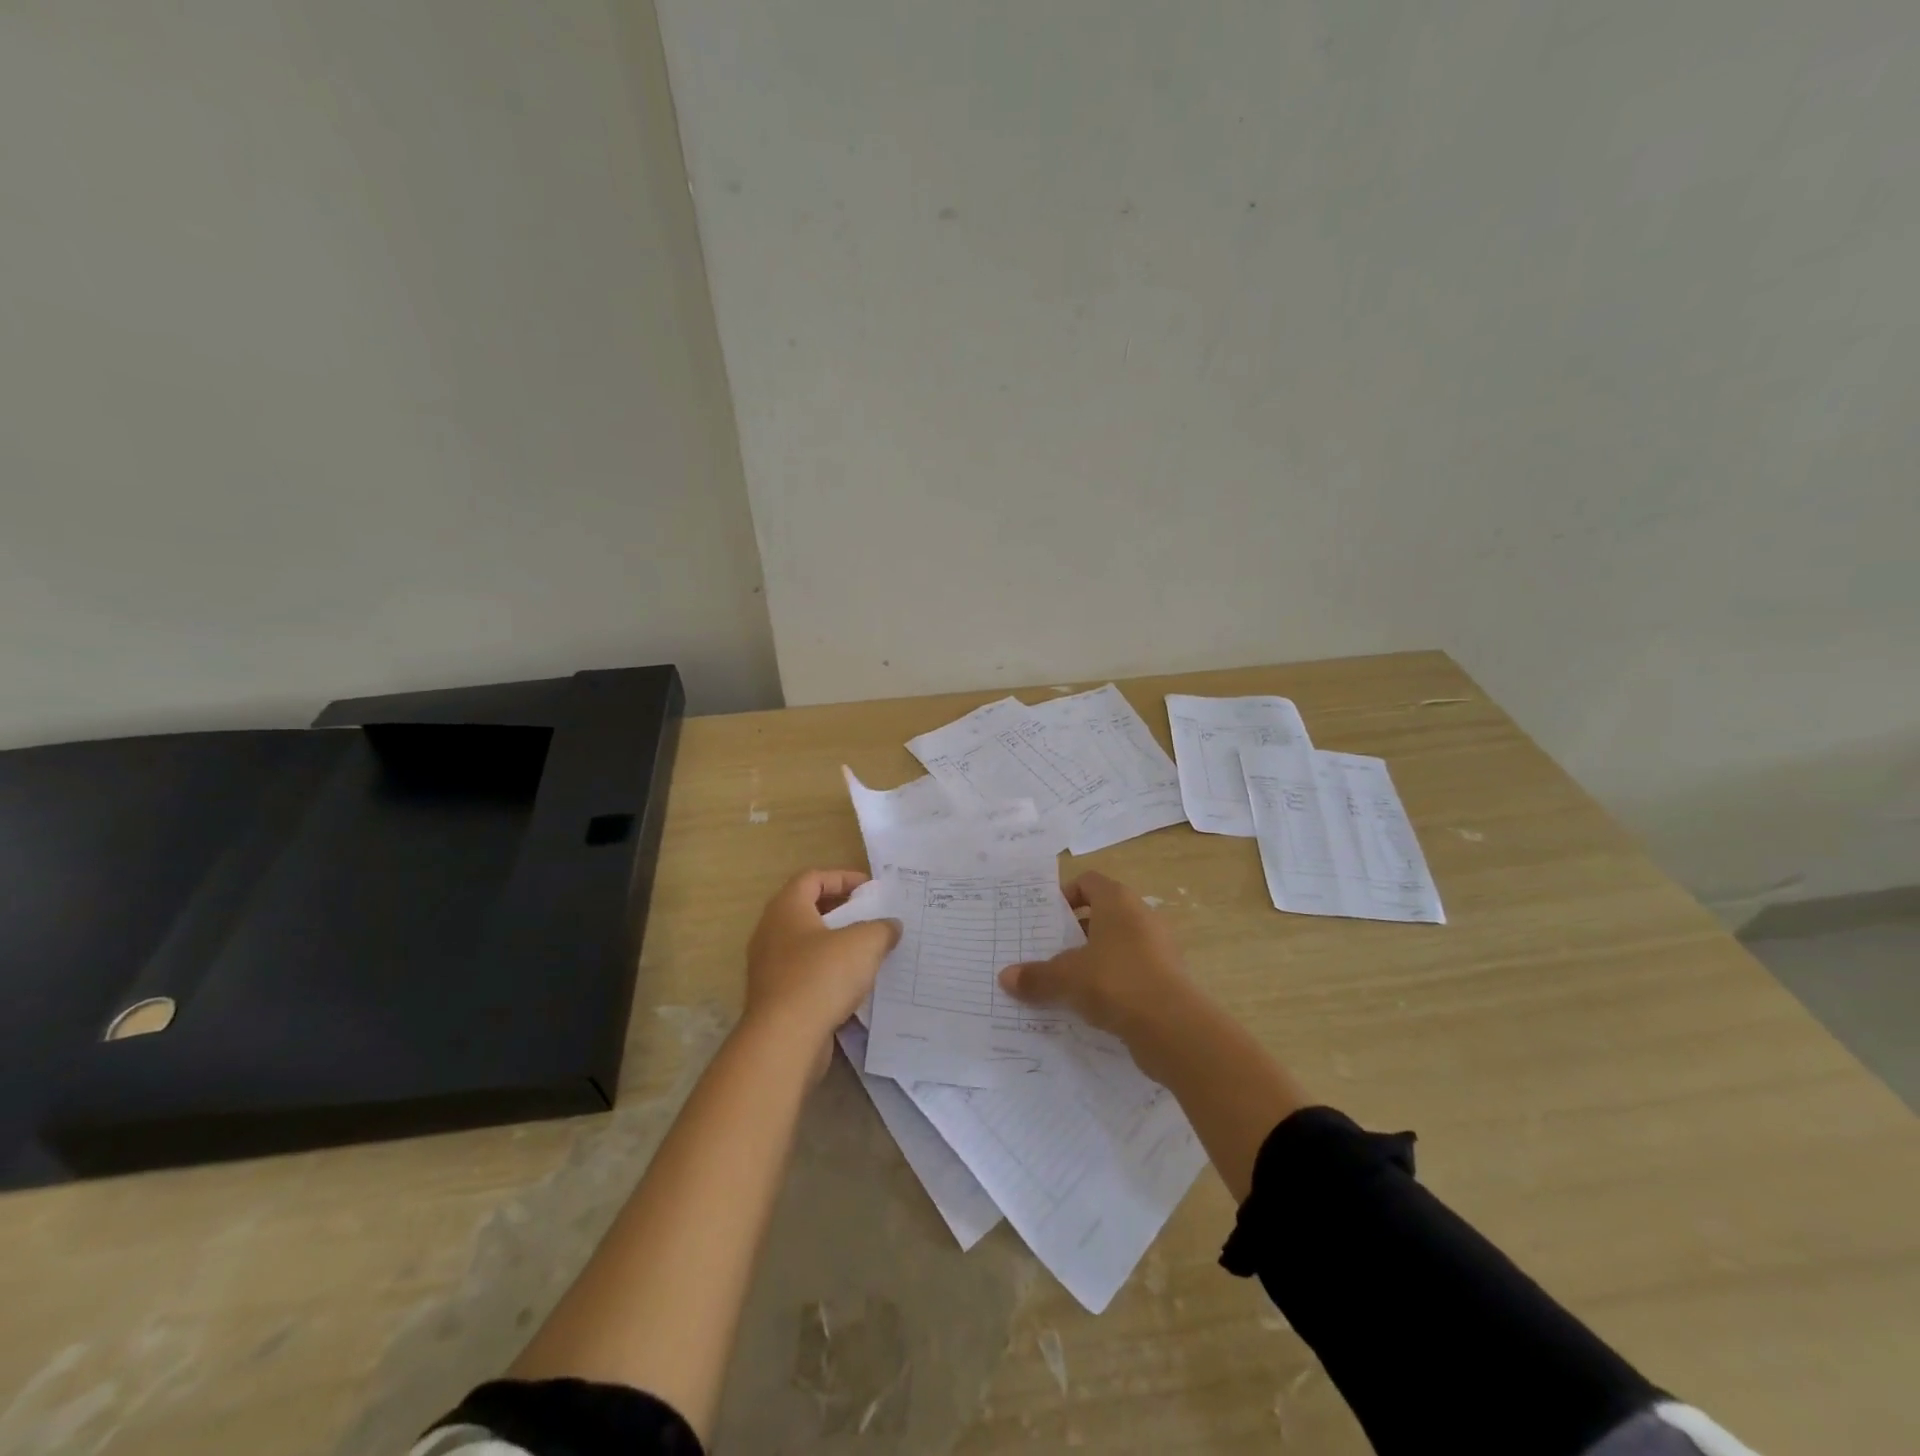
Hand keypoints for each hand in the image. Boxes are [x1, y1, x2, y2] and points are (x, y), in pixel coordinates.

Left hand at [743, 870, 900, 1054]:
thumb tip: (890, 926)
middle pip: (808, 910)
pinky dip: (828, 973)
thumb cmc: (821, 977)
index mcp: (786, 909)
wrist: (784, 1040)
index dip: (842, 877)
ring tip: (867, 951)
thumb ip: (882, 928)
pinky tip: (853, 985)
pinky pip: (805, 974)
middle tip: (871, 917)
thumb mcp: (864, 943)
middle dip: (841, 911)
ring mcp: (769, 967)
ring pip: (807, 945)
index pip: (812, 878)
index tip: (870, 889)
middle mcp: (771, 932)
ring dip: (836, 945)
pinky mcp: (775, 997)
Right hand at [997, 871, 1188, 1043]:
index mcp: (1118, 901)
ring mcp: (1159, 947)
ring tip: (1067, 981)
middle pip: (1102, 913)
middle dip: (1075, 931)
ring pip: (1117, 944)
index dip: (1065, 895)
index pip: (1088, 881)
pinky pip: (1132, 970)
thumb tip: (1005, 977)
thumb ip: (1036, 976)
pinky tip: (1093, 1005)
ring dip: (1094, 958)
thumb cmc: (1115, 982)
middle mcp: (1141, 916)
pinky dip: (1113, 981)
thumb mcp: (1066, 978)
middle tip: (1049, 951)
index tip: (1045, 919)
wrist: (1173, 1027)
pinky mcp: (1167, 977)